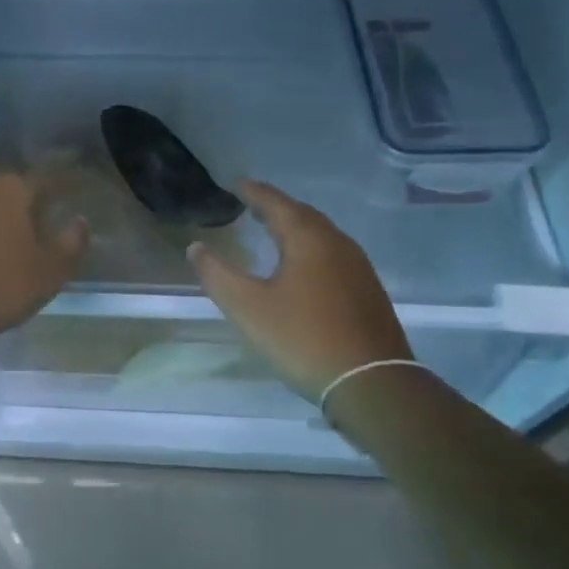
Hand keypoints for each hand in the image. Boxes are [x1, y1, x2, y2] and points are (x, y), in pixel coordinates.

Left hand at [0, 173, 89, 349]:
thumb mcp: (48, 272)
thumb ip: (70, 243)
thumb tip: (80, 221)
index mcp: (13, 188)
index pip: (49, 178)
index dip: (68, 183)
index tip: (81, 188)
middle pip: (15, 186)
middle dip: (33, 198)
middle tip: (51, 212)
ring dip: (5, 213)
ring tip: (21, 231)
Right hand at [188, 180, 411, 398]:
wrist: (372, 384)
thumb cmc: (304, 338)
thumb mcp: (248, 308)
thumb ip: (217, 275)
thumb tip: (196, 247)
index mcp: (309, 239)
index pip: (276, 203)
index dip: (255, 193)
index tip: (237, 184)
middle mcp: (338, 244)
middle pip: (303, 215)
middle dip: (276, 208)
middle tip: (253, 205)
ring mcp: (359, 268)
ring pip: (322, 236)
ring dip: (296, 229)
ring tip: (274, 233)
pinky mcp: (368, 292)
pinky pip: (334, 256)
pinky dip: (312, 250)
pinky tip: (304, 268)